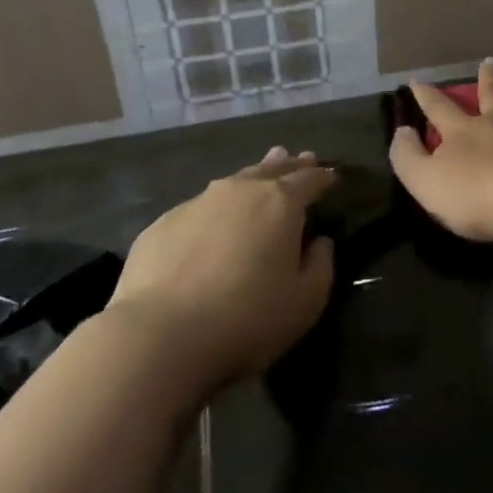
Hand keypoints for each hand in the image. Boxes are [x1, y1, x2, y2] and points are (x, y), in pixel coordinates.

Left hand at [106, 147, 335, 396]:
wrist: (160, 335)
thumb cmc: (247, 318)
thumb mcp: (305, 302)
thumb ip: (321, 266)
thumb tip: (319, 242)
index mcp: (280, 203)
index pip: (309, 180)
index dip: (323, 177)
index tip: (332, 176)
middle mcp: (240, 191)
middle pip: (271, 169)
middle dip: (289, 165)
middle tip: (300, 157)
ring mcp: (197, 203)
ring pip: (233, 182)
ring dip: (252, 177)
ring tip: (260, 173)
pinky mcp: (162, 223)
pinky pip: (199, 208)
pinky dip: (215, 210)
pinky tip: (212, 222)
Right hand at [388, 59, 492, 241]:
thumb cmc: (474, 197)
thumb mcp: (424, 182)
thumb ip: (407, 157)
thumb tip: (402, 131)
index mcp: (464, 131)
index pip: (439, 108)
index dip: (426, 95)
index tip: (418, 81)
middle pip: (492, 93)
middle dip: (488, 77)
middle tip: (490, 61)